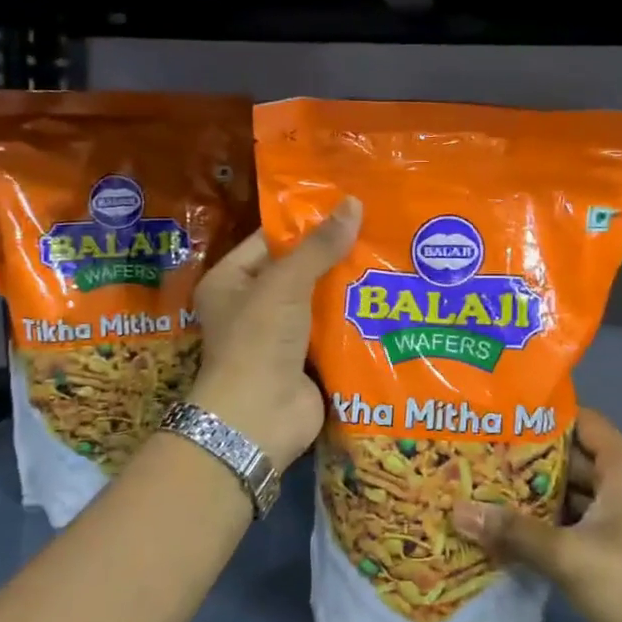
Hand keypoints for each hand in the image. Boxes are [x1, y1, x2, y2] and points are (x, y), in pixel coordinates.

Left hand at [187, 197, 360, 469]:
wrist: (259, 419)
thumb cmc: (258, 341)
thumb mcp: (285, 284)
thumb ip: (319, 247)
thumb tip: (353, 203)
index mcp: (230, 281)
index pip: (270, 241)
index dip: (306, 224)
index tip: (347, 208)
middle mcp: (251, 306)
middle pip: (298, 271)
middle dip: (334, 256)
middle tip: (378, 229)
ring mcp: (280, 336)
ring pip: (319, 302)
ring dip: (348, 287)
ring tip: (390, 257)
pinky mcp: (306, 361)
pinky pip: (332, 332)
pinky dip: (354, 320)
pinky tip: (387, 299)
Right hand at [451, 409, 621, 621]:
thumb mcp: (569, 554)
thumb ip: (513, 530)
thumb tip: (457, 510)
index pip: (578, 419)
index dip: (539, 413)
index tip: (494, 412)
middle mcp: (619, 484)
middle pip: (564, 457)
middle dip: (520, 457)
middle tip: (470, 450)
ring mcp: (613, 520)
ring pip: (561, 495)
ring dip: (523, 496)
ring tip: (471, 485)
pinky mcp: (604, 552)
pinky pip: (563, 527)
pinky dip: (534, 527)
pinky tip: (492, 529)